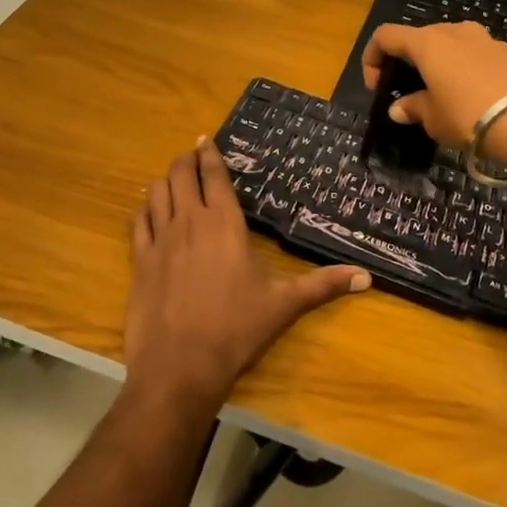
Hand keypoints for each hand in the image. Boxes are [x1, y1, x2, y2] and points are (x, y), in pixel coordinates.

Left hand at [125, 139, 368, 411]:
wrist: (180, 366)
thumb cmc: (236, 330)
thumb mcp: (284, 305)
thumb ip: (323, 285)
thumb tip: (367, 277)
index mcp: (224, 223)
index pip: (214, 175)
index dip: (209, 153)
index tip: (207, 139)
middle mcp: (189, 221)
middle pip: (180, 174)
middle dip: (186, 160)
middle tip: (193, 155)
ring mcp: (160, 239)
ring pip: (157, 192)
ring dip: (166, 179)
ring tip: (174, 178)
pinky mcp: (139, 261)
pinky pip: (139, 221)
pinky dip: (145, 207)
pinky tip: (150, 209)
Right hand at [361, 22, 506, 173]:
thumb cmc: (469, 115)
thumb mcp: (433, 119)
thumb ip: (413, 108)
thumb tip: (398, 108)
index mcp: (427, 42)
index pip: (386, 36)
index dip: (373, 58)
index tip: (376, 86)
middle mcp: (454, 31)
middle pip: (420, 38)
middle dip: (409, 62)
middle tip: (409, 91)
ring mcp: (485, 39)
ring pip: (450, 45)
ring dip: (439, 65)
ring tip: (443, 95)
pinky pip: (475, 56)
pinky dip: (465, 70)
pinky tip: (473, 98)